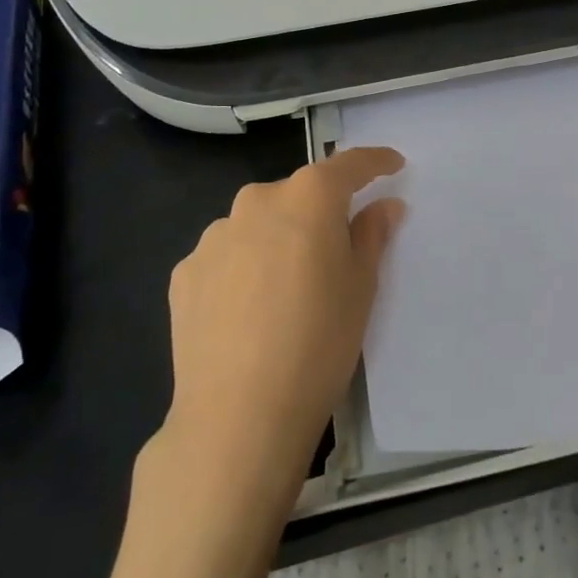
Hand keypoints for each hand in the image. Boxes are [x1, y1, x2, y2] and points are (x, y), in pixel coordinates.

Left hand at [162, 148, 405, 490]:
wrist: (238, 415)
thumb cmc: (319, 343)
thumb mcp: (362, 287)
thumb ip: (372, 234)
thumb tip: (384, 205)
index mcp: (307, 198)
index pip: (347, 164)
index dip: (374, 161)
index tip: (393, 164)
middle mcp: (256, 202)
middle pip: (298, 193)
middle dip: (321, 210)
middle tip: (337, 247)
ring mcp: (214, 236)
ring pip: (258, 223)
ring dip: (278, 238)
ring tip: (287, 288)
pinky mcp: (185, 272)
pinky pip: (227, 255)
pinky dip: (244, 267)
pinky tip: (249, 309)